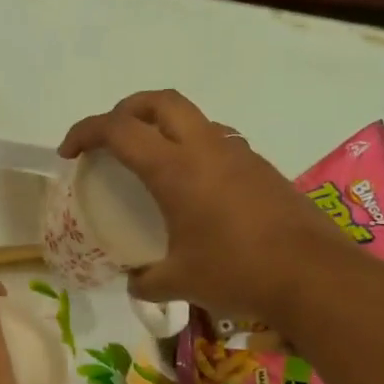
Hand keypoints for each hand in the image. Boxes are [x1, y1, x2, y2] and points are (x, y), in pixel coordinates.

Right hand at [59, 89, 341, 323]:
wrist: (314, 275)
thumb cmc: (236, 272)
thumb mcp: (178, 281)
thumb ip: (146, 279)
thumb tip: (135, 281)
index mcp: (175, 169)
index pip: (119, 130)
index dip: (85, 132)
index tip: (69, 153)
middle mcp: (205, 148)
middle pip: (159, 102)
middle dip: (126, 110)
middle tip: (110, 138)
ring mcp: (238, 154)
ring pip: (193, 118)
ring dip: (163, 126)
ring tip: (151, 161)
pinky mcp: (261, 168)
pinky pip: (217, 141)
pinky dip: (192, 149)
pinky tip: (193, 187)